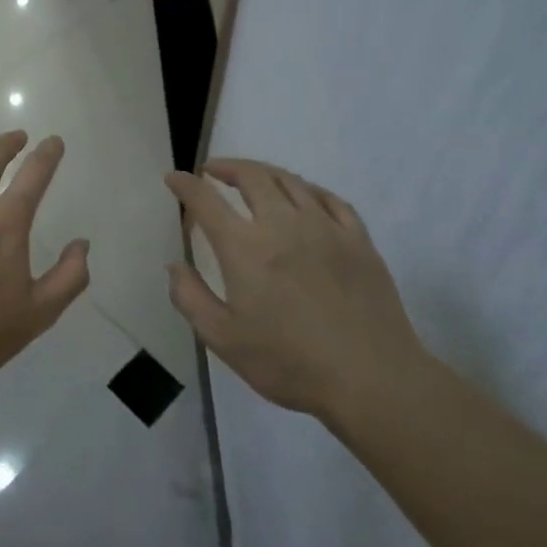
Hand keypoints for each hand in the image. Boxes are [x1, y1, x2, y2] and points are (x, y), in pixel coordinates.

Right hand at [165, 159, 426, 419]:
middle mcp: (282, 224)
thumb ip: (191, 298)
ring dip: (263, 172)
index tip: (174, 178)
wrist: (371, 379)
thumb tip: (174, 265)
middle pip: (251, 176)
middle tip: (212, 171)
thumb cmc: (290, 363)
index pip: (206, 200)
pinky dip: (307, 189)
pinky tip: (303, 196)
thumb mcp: (224, 340)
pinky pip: (329, 199)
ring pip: (290, 180)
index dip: (185, 184)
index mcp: (245, 247)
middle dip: (226, 167)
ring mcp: (325, 227)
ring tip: (252, 178)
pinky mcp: (358, 238)